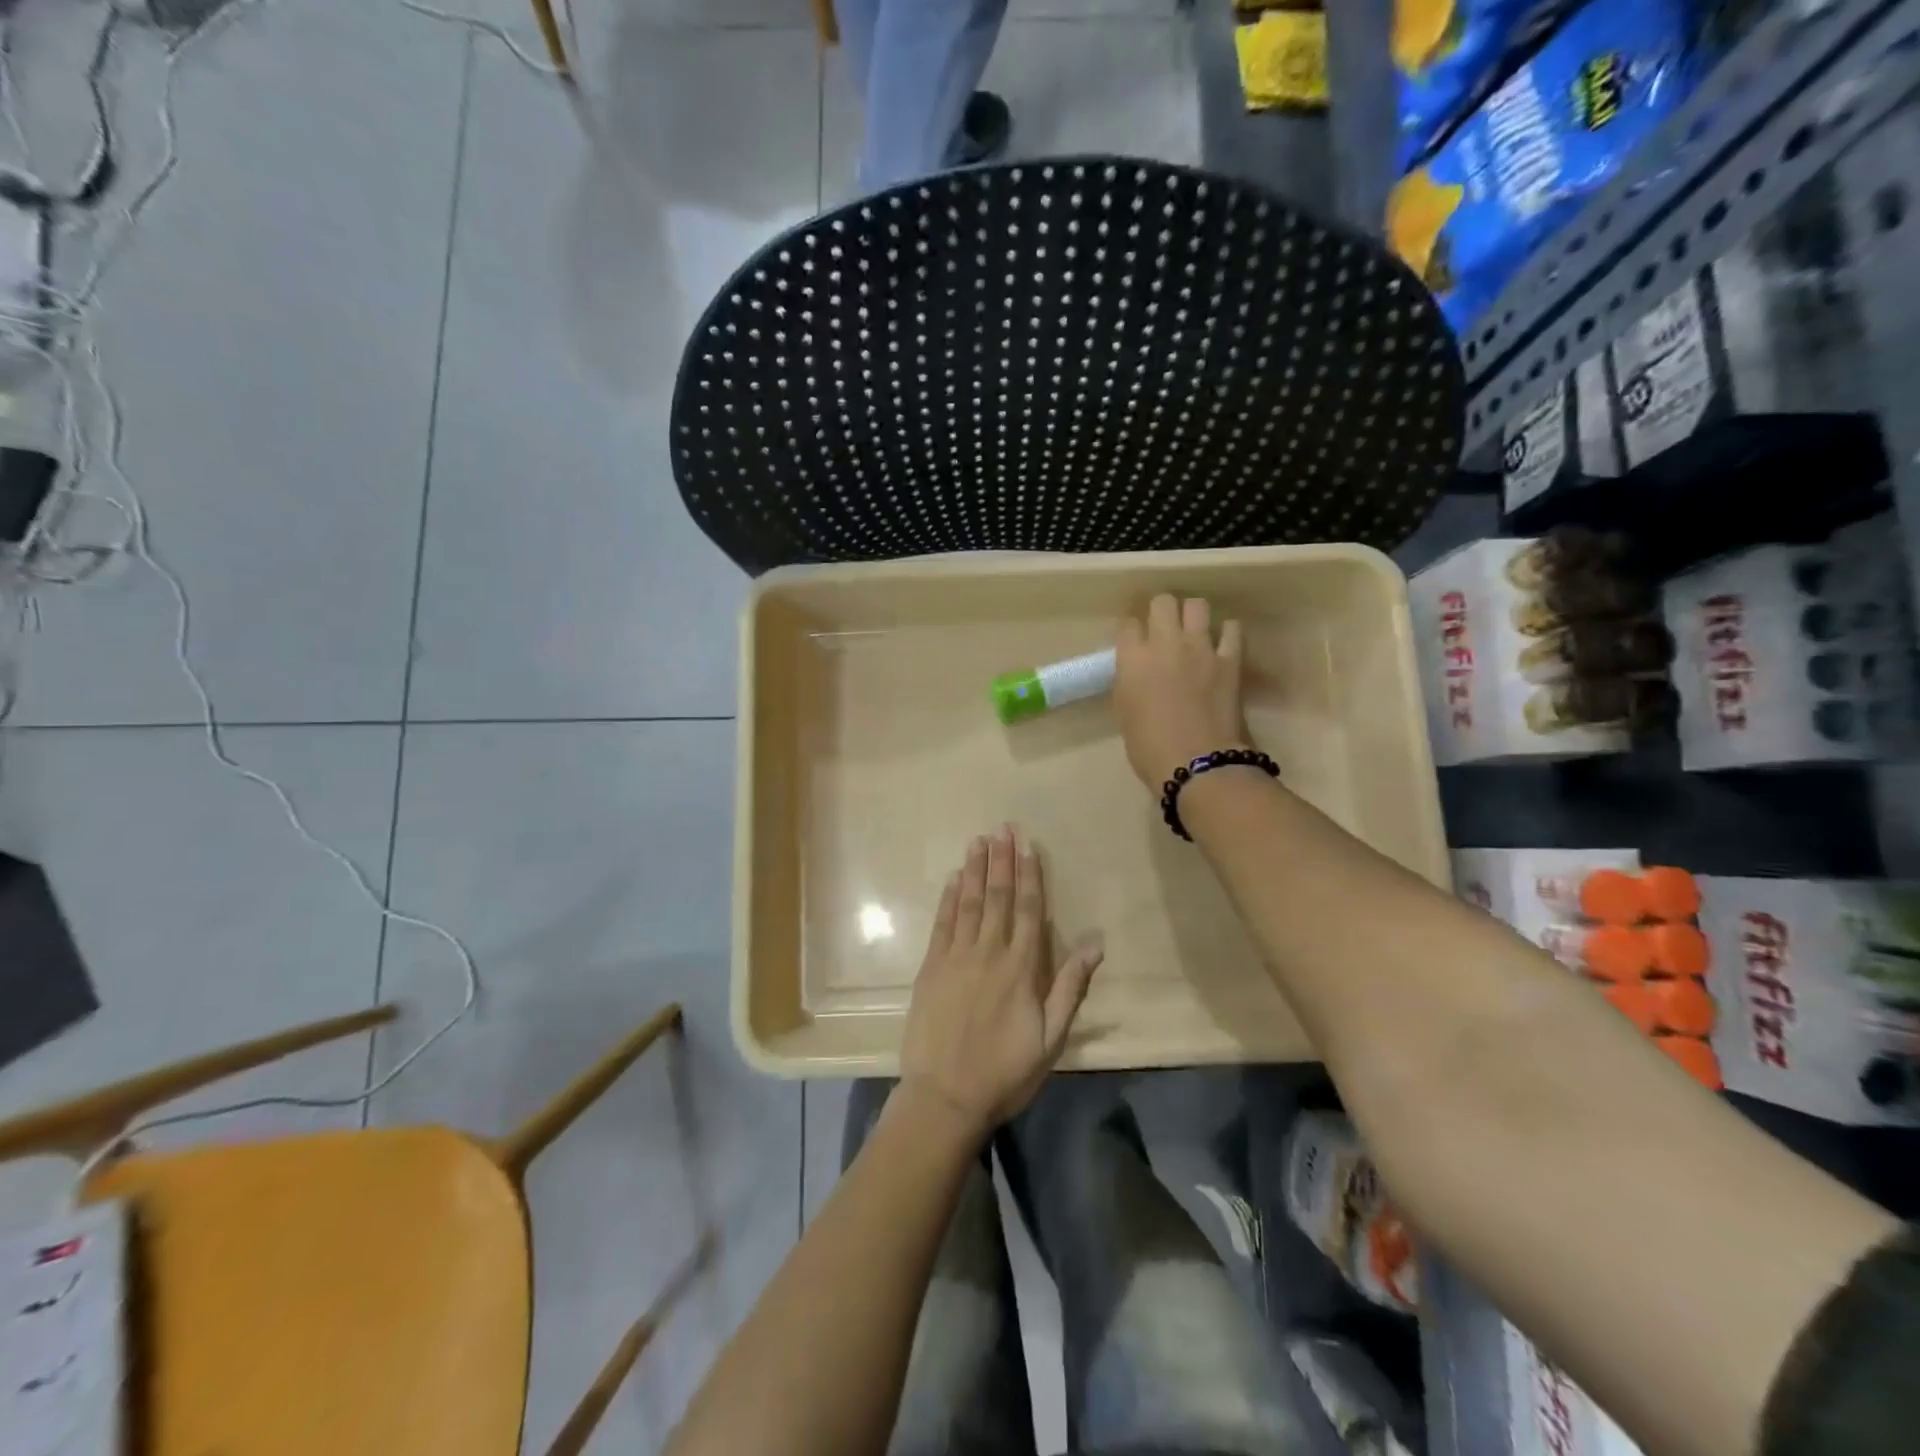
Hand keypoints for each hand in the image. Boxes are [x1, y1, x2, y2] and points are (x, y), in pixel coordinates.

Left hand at [899, 826, 1103, 1137]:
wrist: (944, 1096)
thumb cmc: (1005, 1072)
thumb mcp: (1052, 1038)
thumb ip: (1071, 988)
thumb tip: (1095, 944)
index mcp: (1021, 968)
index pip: (1028, 910)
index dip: (1029, 875)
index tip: (1029, 846)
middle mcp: (989, 953)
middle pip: (998, 897)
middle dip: (1002, 860)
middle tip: (1003, 828)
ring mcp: (956, 957)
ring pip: (969, 903)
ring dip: (975, 870)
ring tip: (979, 840)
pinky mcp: (931, 967)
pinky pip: (943, 923)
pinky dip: (949, 898)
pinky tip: (954, 878)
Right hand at [1113, 594, 1249, 788]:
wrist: (1195, 764)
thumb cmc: (1149, 748)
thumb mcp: (1125, 712)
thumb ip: (1129, 682)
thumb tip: (1136, 671)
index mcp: (1132, 659)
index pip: (1128, 624)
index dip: (1132, 630)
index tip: (1135, 641)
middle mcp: (1164, 643)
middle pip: (1162, 602)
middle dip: (1162, 610)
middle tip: (1164, 628)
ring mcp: (1200, 648)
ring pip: (1197, 605)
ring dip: (1193, 614)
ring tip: (1194, 630)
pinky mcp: (1230, 659)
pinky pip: (1232, 629)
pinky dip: (1227, 632)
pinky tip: (1223, 643)